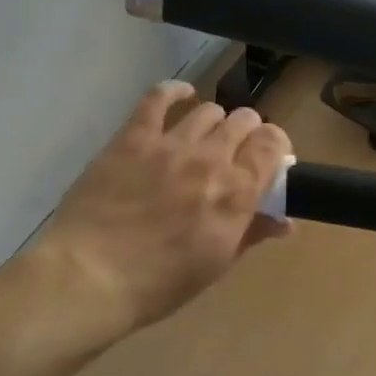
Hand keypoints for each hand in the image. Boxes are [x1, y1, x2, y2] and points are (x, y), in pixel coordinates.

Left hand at [38, 81, 292, 335]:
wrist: (90, 277)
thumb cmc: (159, 283)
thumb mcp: (216, 265)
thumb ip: (252, 233)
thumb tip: (285, 221)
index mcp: (236, 193)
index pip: (271, 145)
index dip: (276, 147)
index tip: (269, 161)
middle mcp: (210, 159)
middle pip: (244, 121)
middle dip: (248, 134)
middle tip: (237, 153)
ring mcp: (170, 143)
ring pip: (208, 110)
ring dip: (215, 122)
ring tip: (206, 137)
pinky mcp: (132, 137)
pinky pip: (158, 97)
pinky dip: (175, 92)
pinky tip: (181, 95)